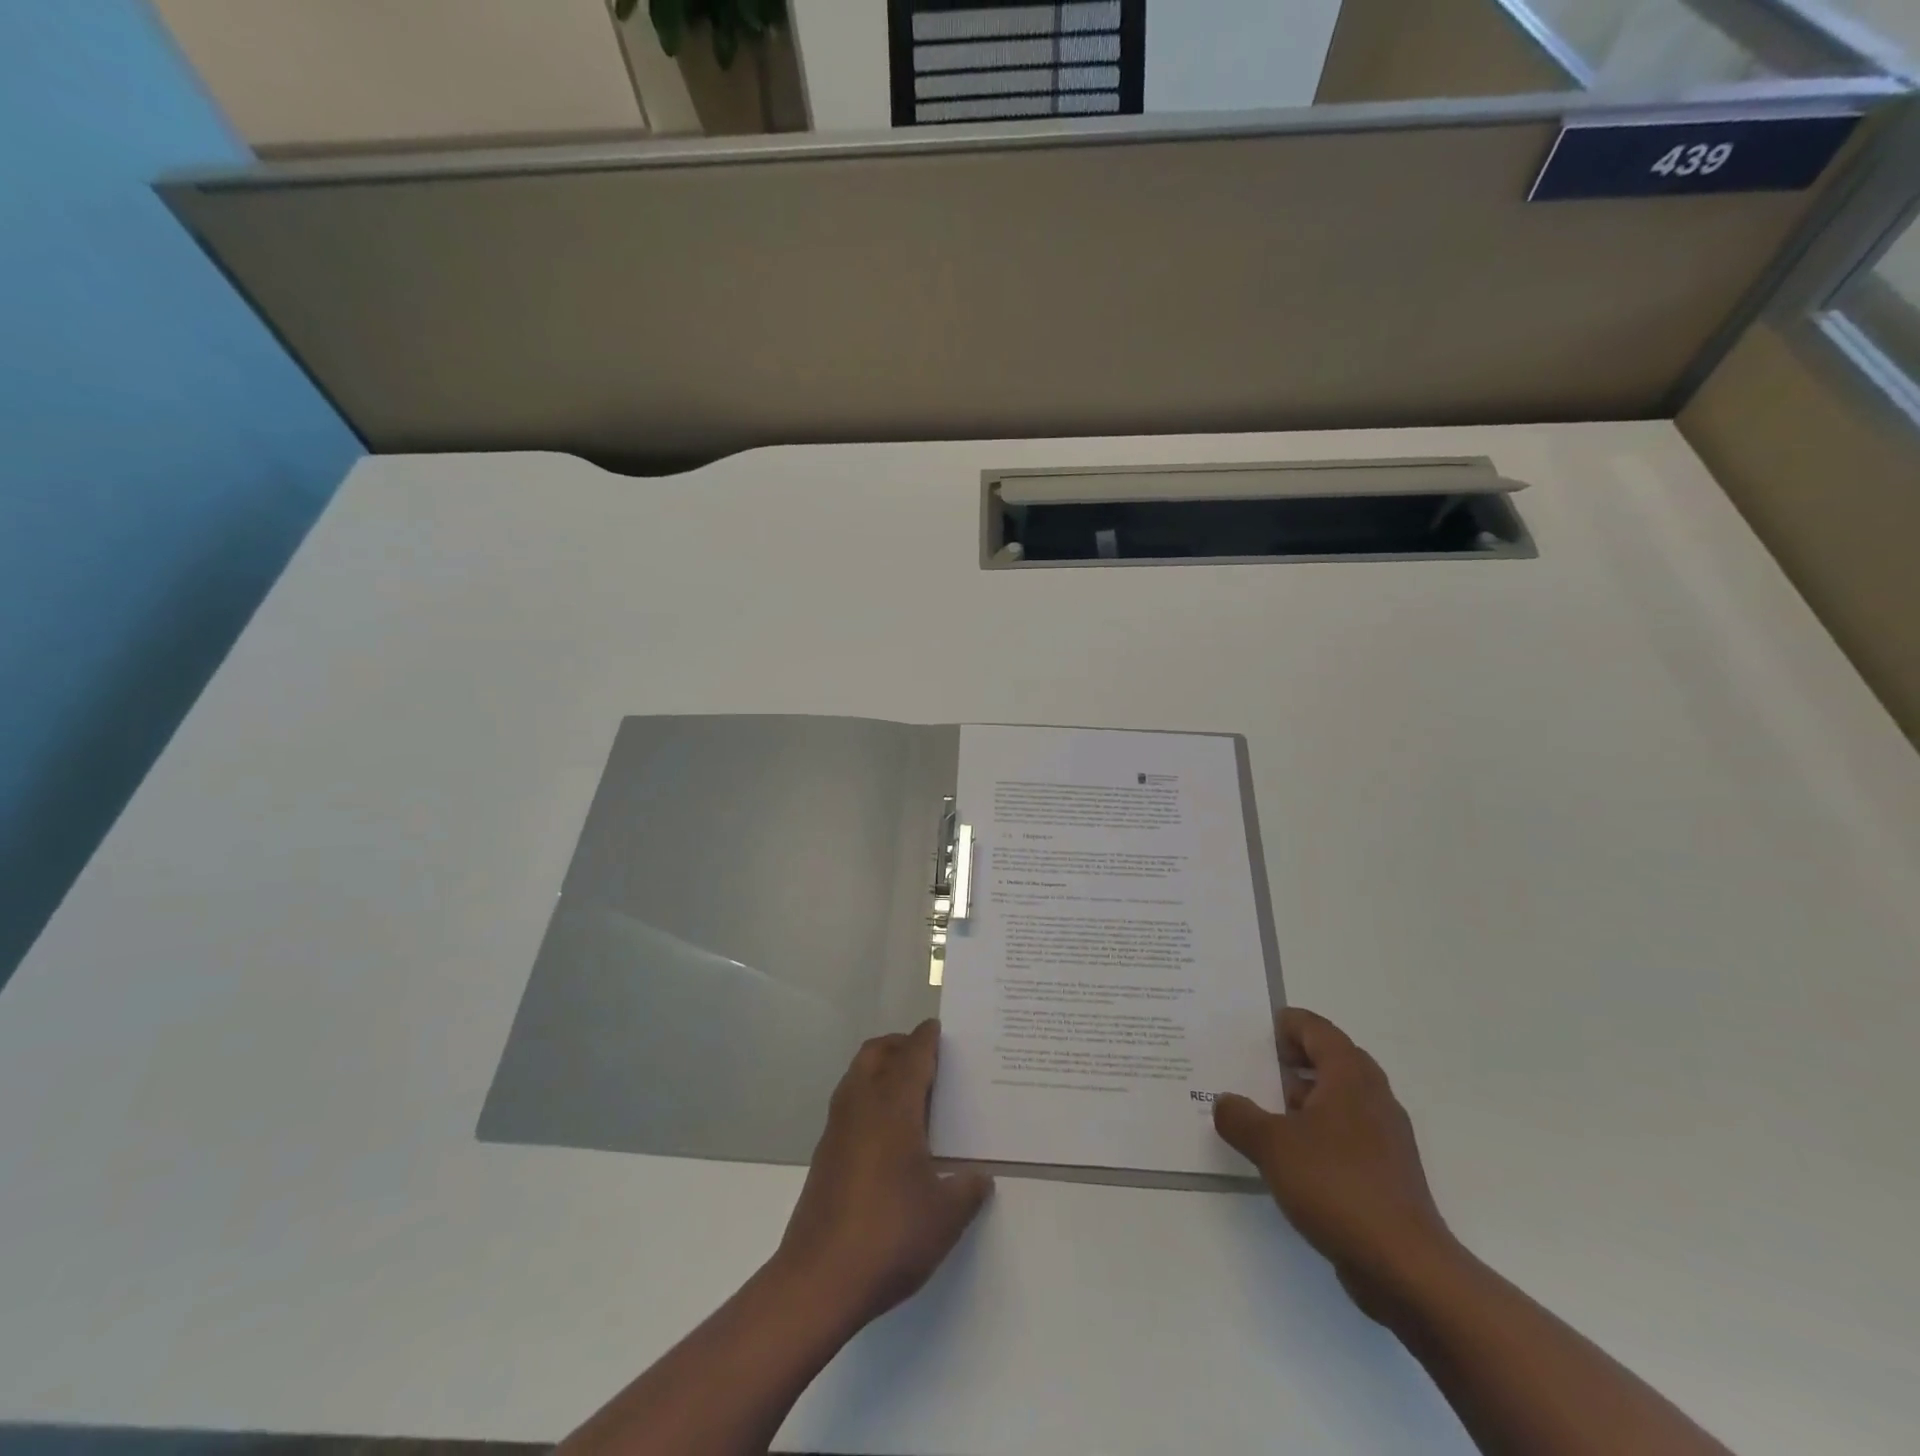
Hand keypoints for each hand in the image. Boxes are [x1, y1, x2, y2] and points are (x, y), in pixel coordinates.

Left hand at [773, 1020, 993, 1329]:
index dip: (928, 1038)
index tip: (942, 1029)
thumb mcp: (945, 1217)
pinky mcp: (825, 1153)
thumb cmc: (889, 1236)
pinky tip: (890, 1134)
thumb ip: (968, 1190)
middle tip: (928, 1058)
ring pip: (858, 1074)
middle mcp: (861, 1105)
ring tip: (912, 1092)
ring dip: (881, 1068)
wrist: (818, 1281)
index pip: (913, 1054)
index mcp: (893, 1106)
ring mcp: (837, 1128)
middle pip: (877, 1051)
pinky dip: (869, 1097)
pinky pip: (849, 1103)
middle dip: (900, 1045)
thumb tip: (979, 1177)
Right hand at [1213, 1007, 1460, 1323]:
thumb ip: (1239, 1117)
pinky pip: (1346, 1134)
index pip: (1316, 1029)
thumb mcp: (1271, 1145)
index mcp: (1350, 1076)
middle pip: (1330, 1059)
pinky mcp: (1387, 1173)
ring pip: (1338, 1099)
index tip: (1255, 1034)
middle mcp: (1373, 1097)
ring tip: (1263, 1113)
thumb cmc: (1337, 1186)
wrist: (1405, 1267)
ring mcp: (1385, 1137)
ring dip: (1303, 1099)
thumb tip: (1224, 1102)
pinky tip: (1289, 1157)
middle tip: (1254, 1069)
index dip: (1285, 1024)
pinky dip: (1317, 1132)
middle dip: (1292, 1061)